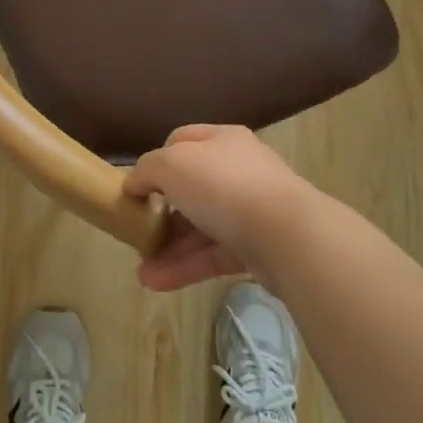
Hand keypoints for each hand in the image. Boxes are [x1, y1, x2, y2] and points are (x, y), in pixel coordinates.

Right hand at [122, 126, 321, 291]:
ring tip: (141, 271)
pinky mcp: (258, 247)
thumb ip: (147, 170)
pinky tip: (156, 282)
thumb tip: (134, 184)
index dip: (156, 160)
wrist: (287, 235)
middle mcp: (239, 170)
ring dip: (170, 247)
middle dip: (162, 212)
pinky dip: (186, 267)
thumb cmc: (224, 186)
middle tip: (138, 230)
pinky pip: (214, 254)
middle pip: (192, 188)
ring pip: (202, 226)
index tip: (138, 185)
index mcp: (222, 140)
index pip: (183, 140)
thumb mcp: (172, 165)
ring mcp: (251, 210)